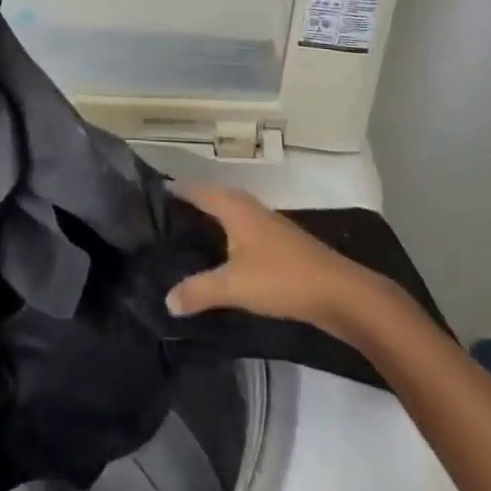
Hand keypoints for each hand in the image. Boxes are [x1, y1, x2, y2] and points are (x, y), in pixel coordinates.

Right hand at [165, 182, 369, 329]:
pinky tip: (219, 255)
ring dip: (209, 219)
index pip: (197, 189)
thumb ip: (198, 291)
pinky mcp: (280, 243)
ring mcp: (267, 224)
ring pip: (229, 213)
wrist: (341, 293)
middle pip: (213, 197)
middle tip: (160, 216)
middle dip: (189, 203)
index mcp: (234, 207)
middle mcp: (249, 207)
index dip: (175, 189)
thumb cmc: (282, 278)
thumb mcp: (234, 286)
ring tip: (183, 233)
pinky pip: (242, 229)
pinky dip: (225, 235)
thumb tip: (166, 301)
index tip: (149, 193)